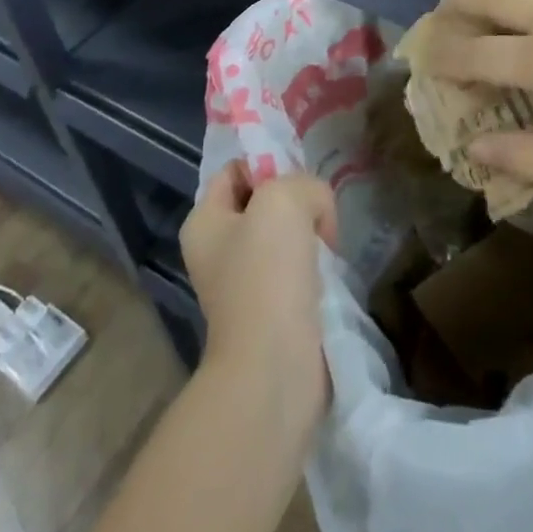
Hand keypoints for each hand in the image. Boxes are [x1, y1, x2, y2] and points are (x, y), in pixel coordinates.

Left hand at [180, 163, 337, 412]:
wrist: (274, 367)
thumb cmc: (267, 274)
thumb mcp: (285, 199)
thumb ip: (304, 183)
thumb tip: (316, 211)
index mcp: (204, 221)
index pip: (237, 169)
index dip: (268, 164)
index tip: (298, 180)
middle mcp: (217, 250)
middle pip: (265, 200)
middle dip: (297, 201)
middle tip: (318, 213)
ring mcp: (244, 283)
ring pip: (286, 234)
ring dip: (311, 234)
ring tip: (326, 246)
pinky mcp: (272, 309)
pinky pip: (299, 268)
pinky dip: (317, 266)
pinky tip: (327, 273)